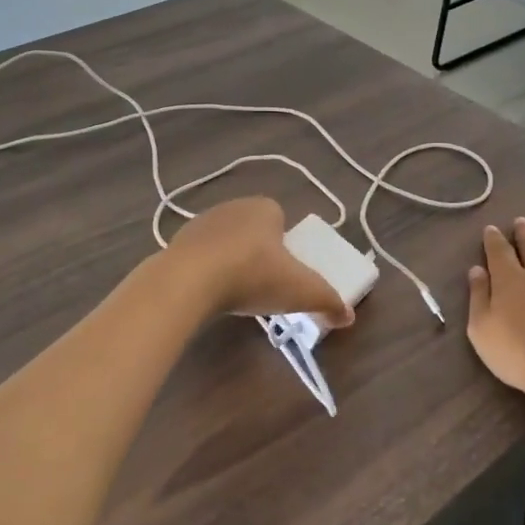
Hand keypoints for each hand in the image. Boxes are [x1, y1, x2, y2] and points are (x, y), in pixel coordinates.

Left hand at [166, 198, 355, 326]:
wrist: (189, 281)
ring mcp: (201, 223)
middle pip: (252, 229)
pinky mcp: (176, 242)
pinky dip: (205, 271)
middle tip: (263, 284)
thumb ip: (328, 301)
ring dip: (230, 260)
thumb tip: (348, 316)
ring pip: (224, 241)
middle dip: (258, 252)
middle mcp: (233, 207)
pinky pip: (199, 256)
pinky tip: (208, 293)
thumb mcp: (302, 291)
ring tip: (235, 292)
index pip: (280, 218)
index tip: (285, 271)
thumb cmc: (254, 275)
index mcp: (265, 208)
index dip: (284, 244)